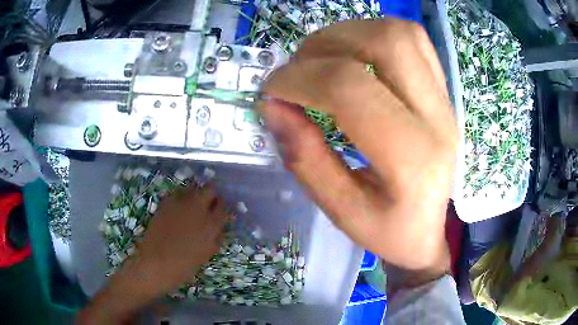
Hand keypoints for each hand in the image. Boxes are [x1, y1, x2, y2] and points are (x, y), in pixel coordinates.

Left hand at [77, 185, 227, 323]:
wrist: (155, 264)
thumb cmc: (184, 266)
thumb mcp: (206, 254)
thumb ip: (215, 238)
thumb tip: (218, 228)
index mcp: (211, 224)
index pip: (222, 206)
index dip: (221, 207)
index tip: (217, 211)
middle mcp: (197, 209)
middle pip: (210, 189)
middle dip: (211, 195)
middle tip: (206, 205)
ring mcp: (180, 204)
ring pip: (192, 188)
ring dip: (194, 195)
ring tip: (190, 208)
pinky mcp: (165, 204)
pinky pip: (176, 195)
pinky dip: (178, 200)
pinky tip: (175, 211)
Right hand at [261, 19, 456, 283]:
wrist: (431, 230)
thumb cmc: (390, 232)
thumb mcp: (341, 211)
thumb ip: (305, 158)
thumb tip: (272, 106)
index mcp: (412, 158)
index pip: (349, 87)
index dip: (298, 78)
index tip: (271, 91)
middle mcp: (437, 117)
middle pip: (384, 42)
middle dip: (325, 44)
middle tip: (298, 70)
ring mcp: (445, 99)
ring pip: (399, 32)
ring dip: (349, 34)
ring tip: (322, 60)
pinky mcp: (443, 91)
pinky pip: (412, 39)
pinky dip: (374, 35)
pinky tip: (355, 56)